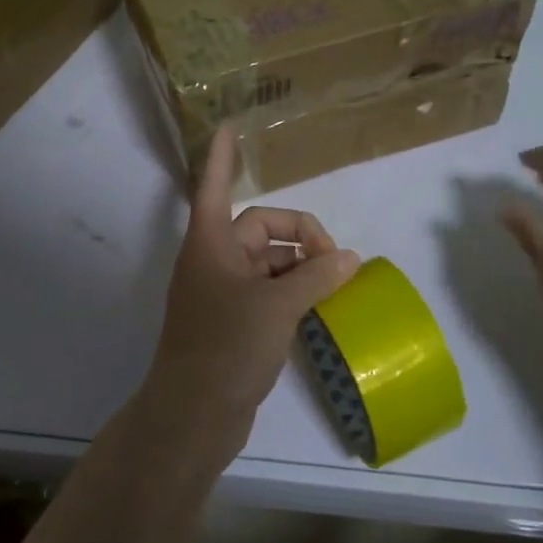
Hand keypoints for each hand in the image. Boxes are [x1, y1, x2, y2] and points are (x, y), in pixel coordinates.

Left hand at [140, 127, 361, 464]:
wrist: (193, 415)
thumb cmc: (226, 347)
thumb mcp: (277, 306)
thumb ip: (316, 277)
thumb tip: (349, 258)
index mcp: (211, 244)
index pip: (217, 186)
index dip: (224, 158)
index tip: (230, 127)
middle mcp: (214, 262)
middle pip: (260, 228)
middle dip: (299, 237)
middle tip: (336, 262)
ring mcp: (221, 294)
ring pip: (268, 263)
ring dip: (300, 268)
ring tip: (335, 286)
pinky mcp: (232, 323)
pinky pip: (267, 292)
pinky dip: (293, 293)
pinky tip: (319, 308)